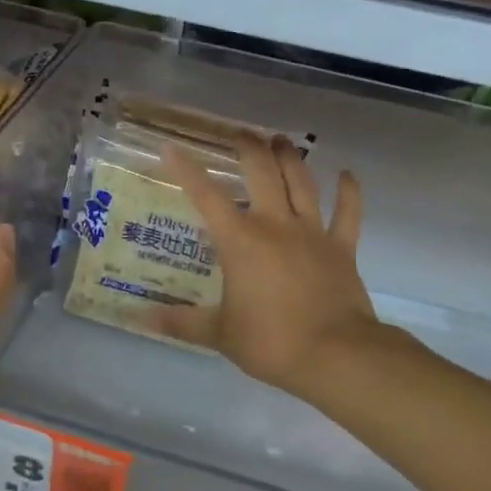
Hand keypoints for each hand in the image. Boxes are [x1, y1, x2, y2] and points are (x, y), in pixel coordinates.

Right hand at [155, 133, 379, 397]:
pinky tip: (347, 175)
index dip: (187, 170)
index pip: (207, 197)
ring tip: (280, 140)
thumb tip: (141, 318)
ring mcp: (313, 233)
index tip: (171, 147)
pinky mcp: (342, 248)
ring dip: (290, 158)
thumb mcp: (219, 334)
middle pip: (262, 172)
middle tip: (240, 135)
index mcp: (241, 242)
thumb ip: (181, 322)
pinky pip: (348, 213)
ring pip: (302, 183)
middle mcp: (276, 225)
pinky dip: (349, 192)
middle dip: (249, 147)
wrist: (335, 355)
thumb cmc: (271, 342)